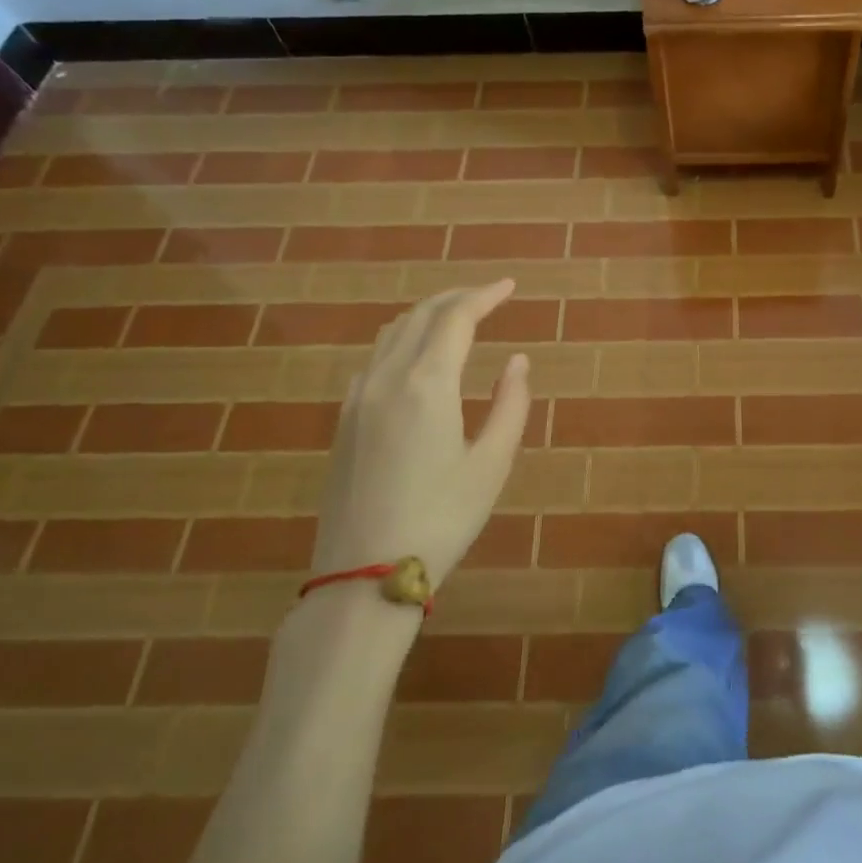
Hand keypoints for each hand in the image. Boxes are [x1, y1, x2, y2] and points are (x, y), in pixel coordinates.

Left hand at [310, 279, 531, 588]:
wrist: (363, 575)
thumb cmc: (441, 519)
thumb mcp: (491, 464)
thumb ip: (510, 404)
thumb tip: (517, 361)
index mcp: (427, 384)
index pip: (456, 318)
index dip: (485, 296)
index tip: (509, 286)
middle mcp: (387, 378)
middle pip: (421, 316)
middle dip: (456, 298)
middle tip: (488, 296)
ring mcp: (358, 398)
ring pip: (391, 333)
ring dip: (427, 316)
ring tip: (457, 320)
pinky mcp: (344, 420)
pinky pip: (374, 359)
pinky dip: (401, 341)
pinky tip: (415, 359)